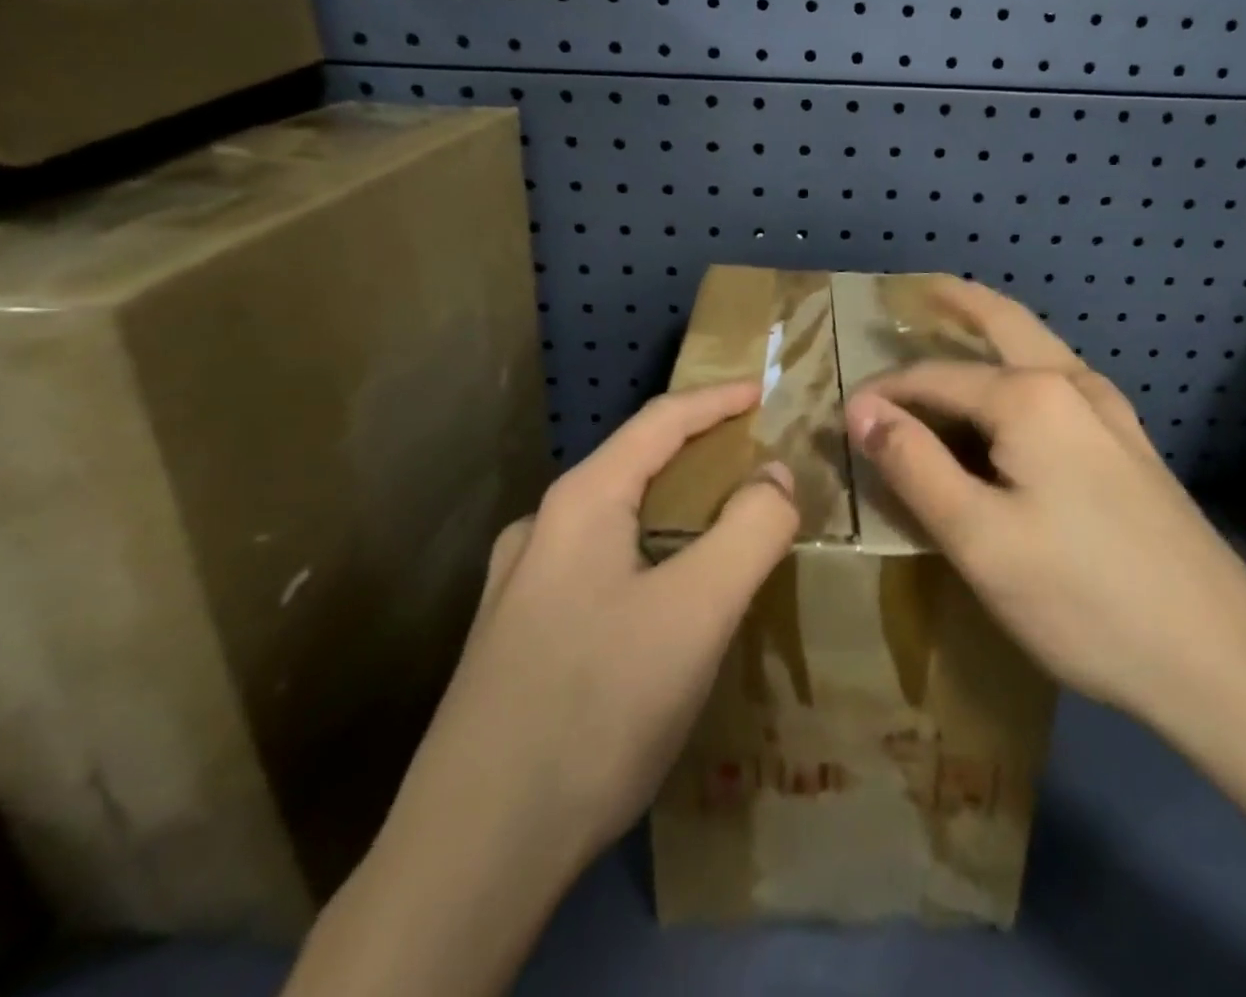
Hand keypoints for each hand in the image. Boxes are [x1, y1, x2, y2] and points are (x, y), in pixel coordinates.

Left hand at [408, 378, 797, 871]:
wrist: (470, 854)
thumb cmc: (596, 708)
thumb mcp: (697, 613)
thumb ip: (751, 530)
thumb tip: (776, 476)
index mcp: (580, 503)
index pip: (661, 421)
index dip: (718, 400)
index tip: (765, 391)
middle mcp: (542, 529)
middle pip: (636, 465)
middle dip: (700, 454)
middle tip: (756, 466)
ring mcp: (519, 585)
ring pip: (615, 520)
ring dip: (673, 510)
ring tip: (720, 532)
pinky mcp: (516, 637)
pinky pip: (598, 567)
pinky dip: (648, 556)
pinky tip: (665, 602)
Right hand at [844, 280, 1245, 752]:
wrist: (1221, 659)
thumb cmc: (1083, 599)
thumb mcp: (978, 538)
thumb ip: (915, 465)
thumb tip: (862, 410)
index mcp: (1031, 397)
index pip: (935, 378)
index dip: (886, 393)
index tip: (845, 416)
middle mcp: (1074, 386)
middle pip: (1006, 323)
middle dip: (959, 302)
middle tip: (919, 290)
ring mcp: (1113, 413)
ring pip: (1040, 350)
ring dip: (996, 332)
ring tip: (958, 327)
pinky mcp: (1131, 446)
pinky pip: (1061, 384)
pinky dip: (1023, 368)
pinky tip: (1016, 397)